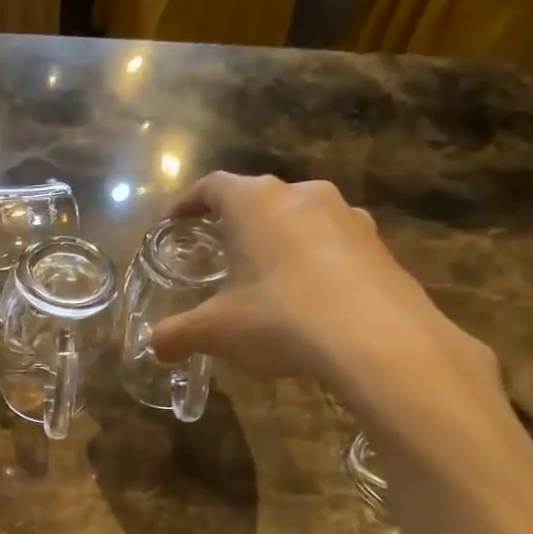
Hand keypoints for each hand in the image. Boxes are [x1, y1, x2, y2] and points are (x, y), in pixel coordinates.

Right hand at [150, 173, 504, 425]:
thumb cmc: (280, 318)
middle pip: (258, 199)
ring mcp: (347, 216)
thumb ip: (178, 335)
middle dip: (234, 224)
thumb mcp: (216, 331)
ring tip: (265, 277)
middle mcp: (303, 195)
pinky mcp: (378, 245)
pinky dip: (313, 262)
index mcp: (256, 203)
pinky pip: (333, 245)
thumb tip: (154, 347)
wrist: (378, 341)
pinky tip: (309, 299)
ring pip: (299, 219)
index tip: (174, 222)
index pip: (212, 186)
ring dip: (277, 241)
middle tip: (218, 253)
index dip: (188, 203)